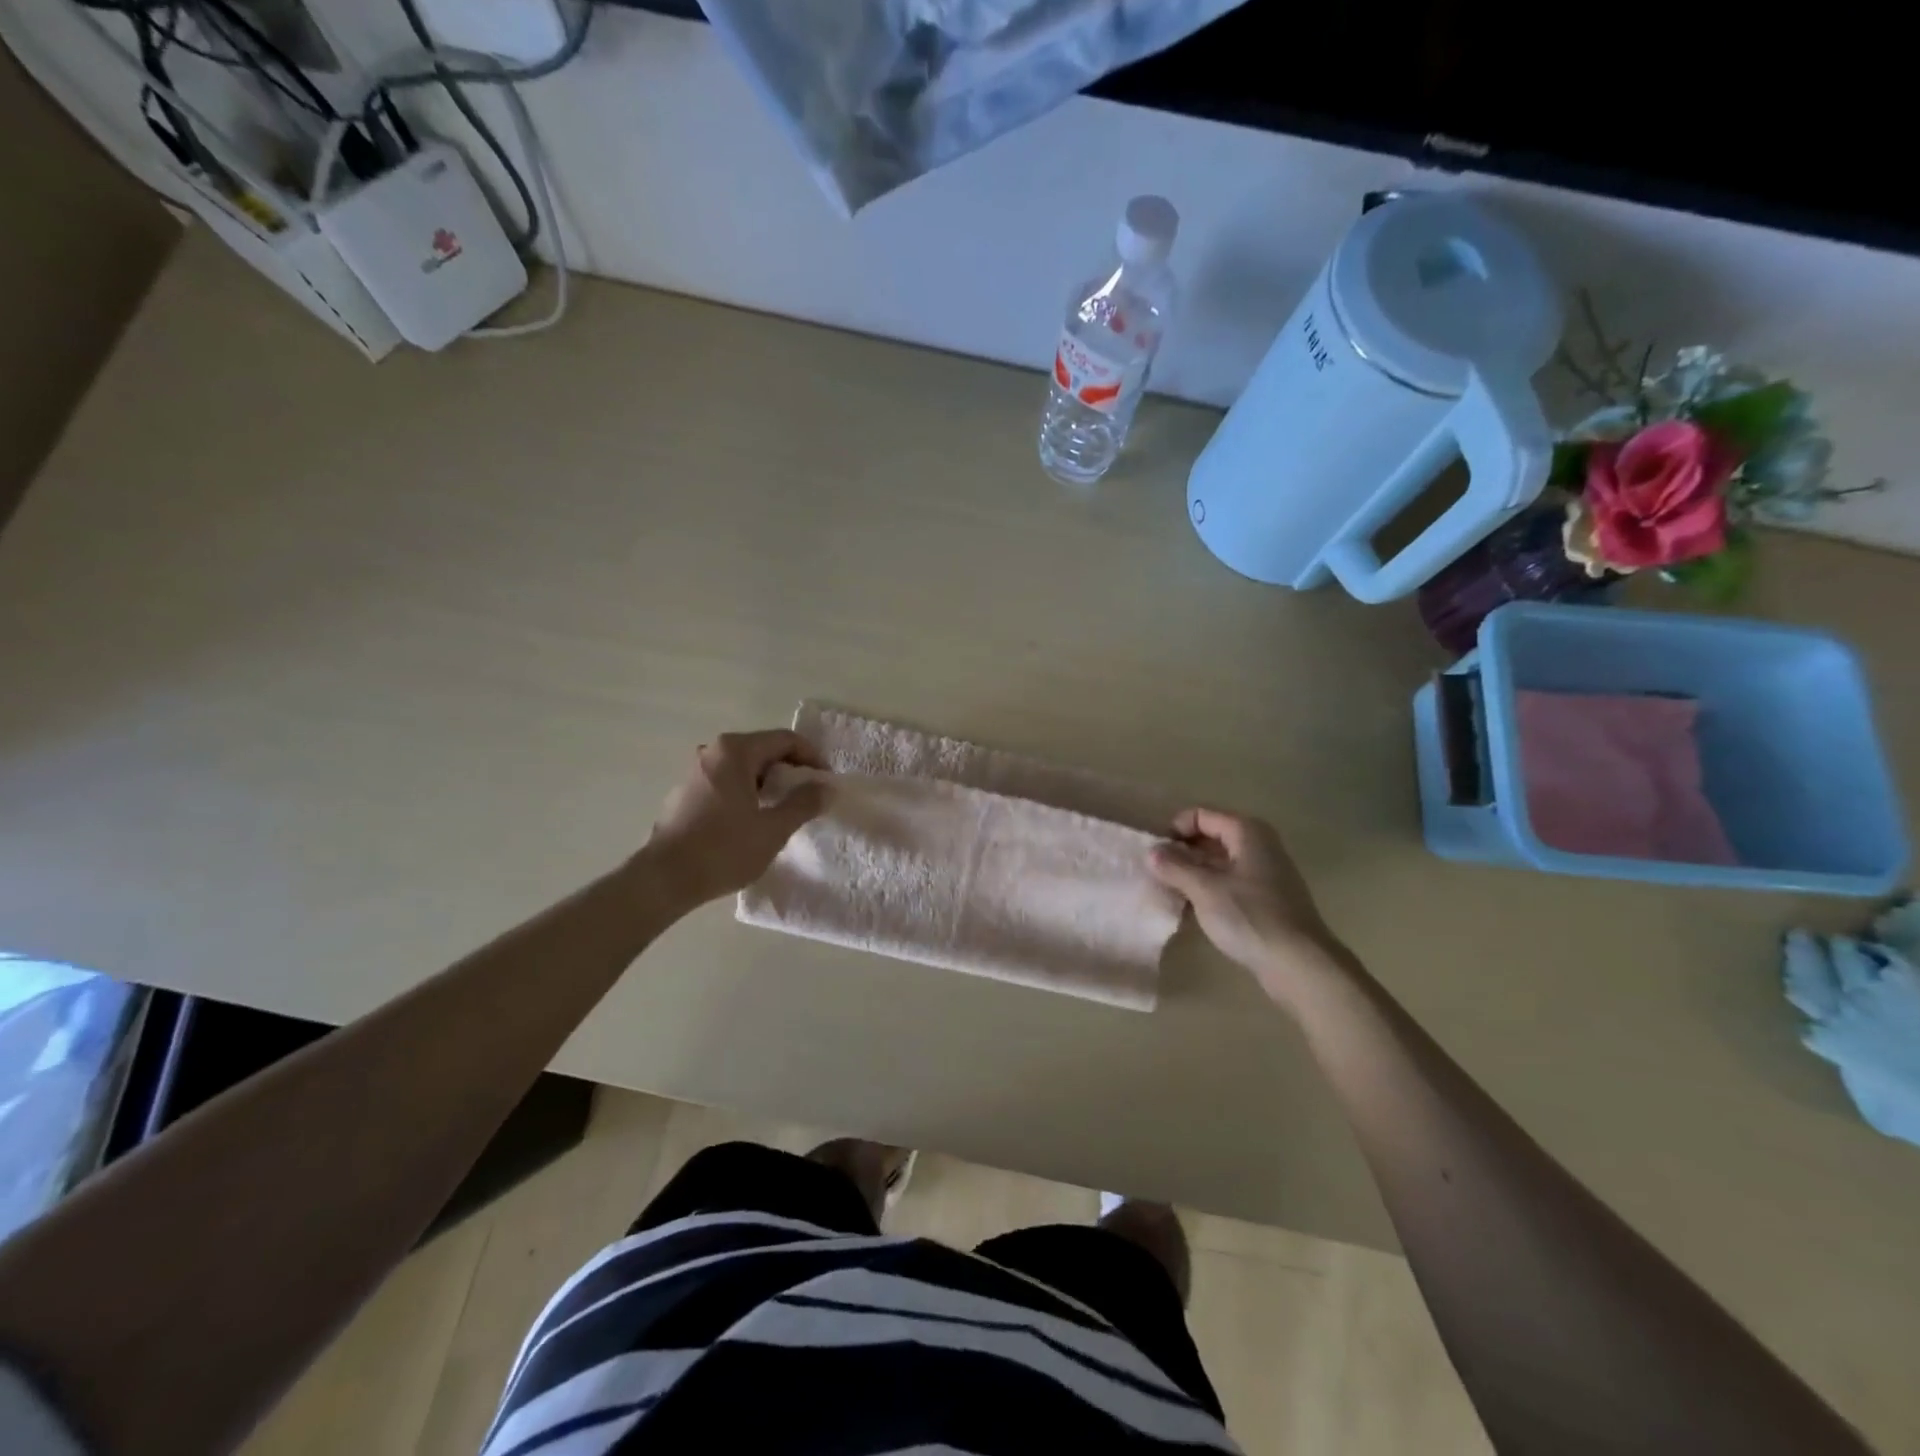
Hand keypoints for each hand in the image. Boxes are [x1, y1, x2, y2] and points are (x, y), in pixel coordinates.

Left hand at [644, 729, 828, 907]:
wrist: (664, 879)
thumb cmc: (723, 850)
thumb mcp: (773, 828)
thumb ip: (804, 803)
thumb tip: (825, 788)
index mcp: (735, 751)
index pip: (785, 740)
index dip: (812, 758)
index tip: (826, 782)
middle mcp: (713, 752)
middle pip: (764, 750)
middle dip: (790, 771)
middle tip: (808, 798)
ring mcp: (695, 771)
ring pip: (744, 767)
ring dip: (769, 783)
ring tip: (783, 811)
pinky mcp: (685, 792)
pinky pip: (726, 782)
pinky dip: (746, 792)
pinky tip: (752, 821)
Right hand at [1147, 808, 1338, 996]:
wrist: (1300, 965)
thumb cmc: (1250, 917)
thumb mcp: (1204, 889)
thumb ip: (1175, 867)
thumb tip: (1151, 852)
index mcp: (1247, 832)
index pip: (1201, 815)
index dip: (1175, 830)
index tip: (1155, 855)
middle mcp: (1259, 845)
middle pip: (1211, 837)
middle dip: (1182, 853)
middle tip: (1157, 874)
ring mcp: (1265, 874)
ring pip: (1219, 863)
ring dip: (1193, 874)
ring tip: (1169, 892)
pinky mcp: (1266, 900)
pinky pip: (1229, 884)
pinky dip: (1209, 890)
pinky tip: (1191, 910)